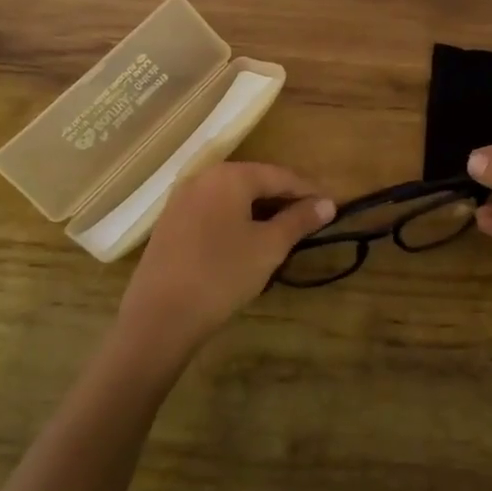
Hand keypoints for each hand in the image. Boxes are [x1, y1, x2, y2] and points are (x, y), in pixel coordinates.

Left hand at [114, 162, 334, 365]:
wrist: (161, 315)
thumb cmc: (222, 274)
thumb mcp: (269, 247)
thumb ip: (299, 220)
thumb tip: (328, 204)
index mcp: (230, 176)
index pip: (280, 175)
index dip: (308, 191)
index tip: (330, 208)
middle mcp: (203, 177)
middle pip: (254, 181)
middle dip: (283, 199)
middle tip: (308, 221)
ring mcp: (181, 199)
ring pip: (232, 197)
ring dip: (259, 210)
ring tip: (282, 232)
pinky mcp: (170, 222)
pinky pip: (212, 210)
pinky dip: (235, 219)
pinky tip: (245, 241)